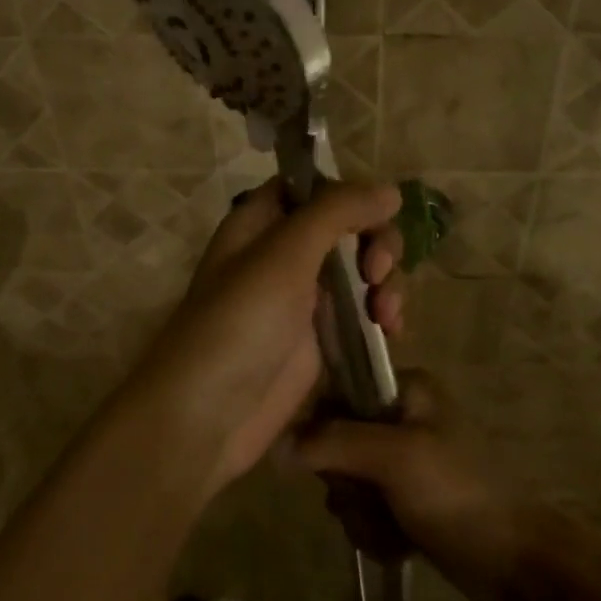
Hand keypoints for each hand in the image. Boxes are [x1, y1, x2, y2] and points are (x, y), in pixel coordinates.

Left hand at [128, 180, 405, 497]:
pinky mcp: (321, 338)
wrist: (209, 415)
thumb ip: (337, 212)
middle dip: (375, 241)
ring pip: (360, 268)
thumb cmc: (240, 322)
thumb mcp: (285, 254)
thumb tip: (390, 190)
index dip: (348, 192)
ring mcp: (303, 298)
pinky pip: (362, 310)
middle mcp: (283, 253)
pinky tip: (391, 330)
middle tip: (377, 271)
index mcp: (261, 222)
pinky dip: (382, 313)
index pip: (312, 185)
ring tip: (386, 313)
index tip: (378, 210)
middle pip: (346, 226)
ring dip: (385, 281)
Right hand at [294, 373, 542, 600]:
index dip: (326, 433)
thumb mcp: (393, 458)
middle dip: (348, 485)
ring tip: (394, 528)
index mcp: (405, 389)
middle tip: (374, 499)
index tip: (340, 464)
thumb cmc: (457, 493)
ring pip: (348, 484)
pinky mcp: (408, 501)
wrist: (515, 563)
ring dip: (362, 514)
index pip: (336, 395)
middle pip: (336, 446)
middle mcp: (402, 418)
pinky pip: (365, 511)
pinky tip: (400, 544)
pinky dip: (376, 532)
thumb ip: (333, 443)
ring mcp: (405, 462)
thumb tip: (276, 446)